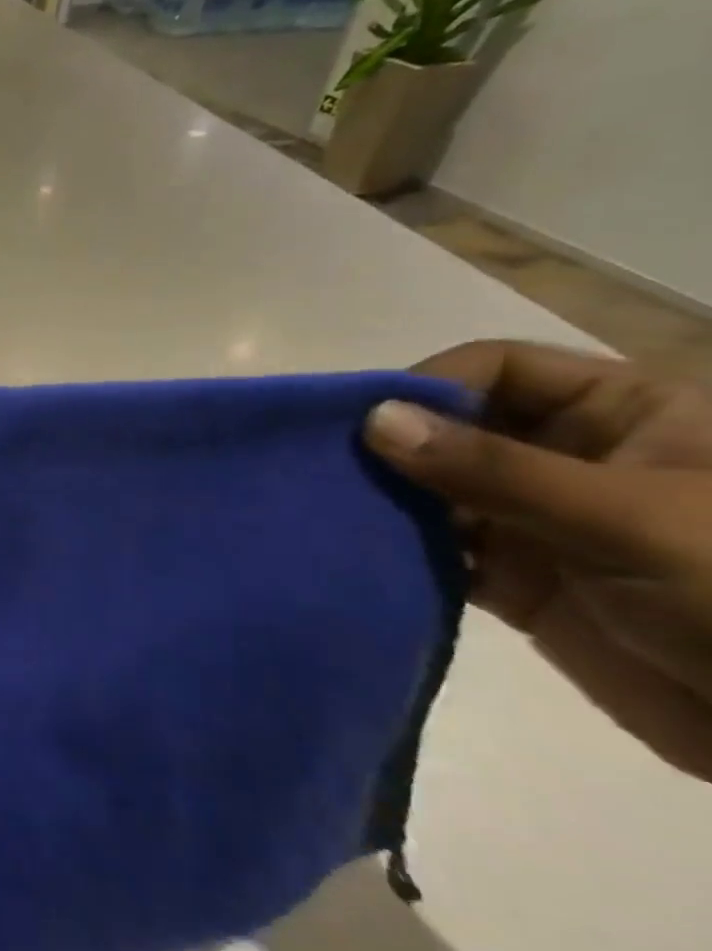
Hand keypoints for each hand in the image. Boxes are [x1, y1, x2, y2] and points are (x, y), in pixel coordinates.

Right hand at [364, 341, 711, 781]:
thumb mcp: (627, 517)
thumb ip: (495, 469)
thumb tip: (374, 419)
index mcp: (625, 416)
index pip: (499, 369)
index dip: (430, 385)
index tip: (364, 425)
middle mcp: (572, 459)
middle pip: (456, 428)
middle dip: (393, 447)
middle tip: (324, 469)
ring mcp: (541, 522)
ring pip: (438, 491)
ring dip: (388, 501)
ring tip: (330, 513)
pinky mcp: (519, 581)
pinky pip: (440, 553)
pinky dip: (400, 553)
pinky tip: (361, 556)